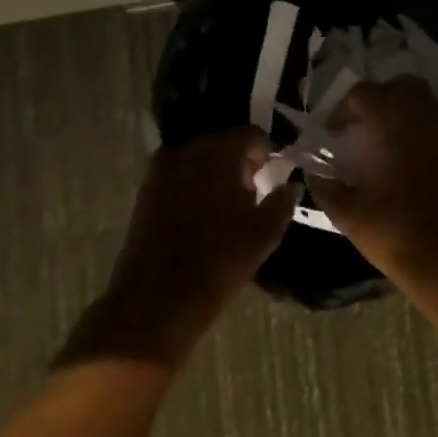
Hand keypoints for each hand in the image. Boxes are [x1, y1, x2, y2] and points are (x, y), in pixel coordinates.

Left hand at [58, 128, 295, 366]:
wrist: (155, 302)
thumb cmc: (219, 260)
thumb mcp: (265, 232)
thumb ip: (283, 200)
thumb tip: (291, 184)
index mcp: (219, 151)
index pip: (252, 134)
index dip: (269, 152)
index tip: (277, 174)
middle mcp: (188, 150)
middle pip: (223, 142)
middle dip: (243, 161)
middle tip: (258, 189)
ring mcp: (161, 170)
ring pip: (200, 158)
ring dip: (218, 173)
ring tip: (233, 204)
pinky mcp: (146, 192)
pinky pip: (181, 175)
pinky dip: (197, 185)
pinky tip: (208, 214)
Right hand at [307, 78, 437, 277]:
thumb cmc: (392, 228)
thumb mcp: (346, 211)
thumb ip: (325, 185)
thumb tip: (314, 172)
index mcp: (389, 119)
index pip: (362, 94)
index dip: (342, 111)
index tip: (330, 135)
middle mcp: (419, 113)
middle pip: (396, 86)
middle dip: (375, 100)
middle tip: (357, 128)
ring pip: (420, 98)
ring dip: (398, 109)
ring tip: (378, 138)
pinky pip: (433, 119)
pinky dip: (416, 125)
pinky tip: (400, 153)